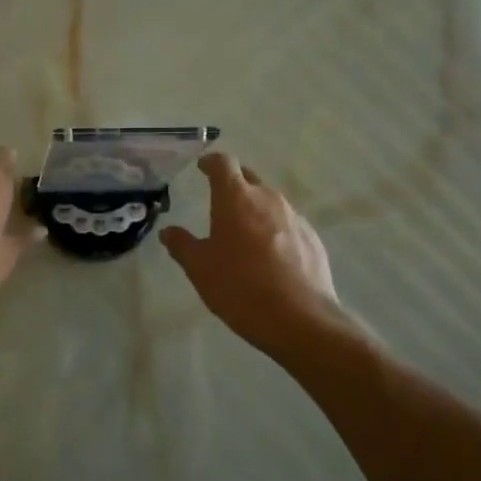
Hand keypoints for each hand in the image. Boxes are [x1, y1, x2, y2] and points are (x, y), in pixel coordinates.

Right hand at [161, 153, 352, 356]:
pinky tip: (269, 255)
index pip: (223, 164)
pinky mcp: (312, 238)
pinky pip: (288, 224)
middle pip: (248, 179)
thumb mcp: (199, 269)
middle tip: (219, 200)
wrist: (300, 319)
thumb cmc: (240, 288)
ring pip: (270, 202)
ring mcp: (295, 217)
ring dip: (255, 209)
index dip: (211, 162)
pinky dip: (274, 230)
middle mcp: (268, 198)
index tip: (202, 167)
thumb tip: (168, 231)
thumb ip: (182, 245)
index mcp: (236, 198)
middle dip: (233, 184)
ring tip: (243, 232)